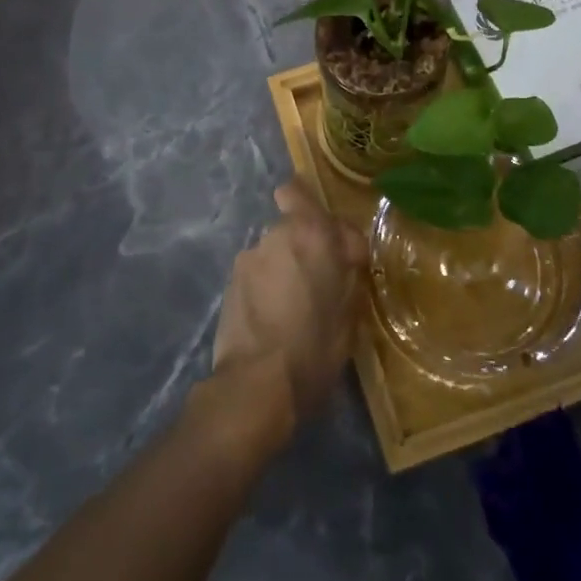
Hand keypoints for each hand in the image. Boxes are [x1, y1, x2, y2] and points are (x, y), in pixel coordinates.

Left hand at [210, 183, 366, 440]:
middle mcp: (276, 234)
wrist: (255, 386)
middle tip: (320, 284)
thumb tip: (345, 262)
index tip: (346, 259)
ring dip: (286, 268)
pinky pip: (259, 274)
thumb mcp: (350, 314)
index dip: (329, 225)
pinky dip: (268, 287)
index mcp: (312, 233)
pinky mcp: (230, 283)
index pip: (304, 194)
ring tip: (293, 308)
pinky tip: (273, 320)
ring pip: (276, 251)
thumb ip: (348, 275)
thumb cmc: (314, 348)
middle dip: (308, 246)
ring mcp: (249, 257)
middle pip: (294, 225)